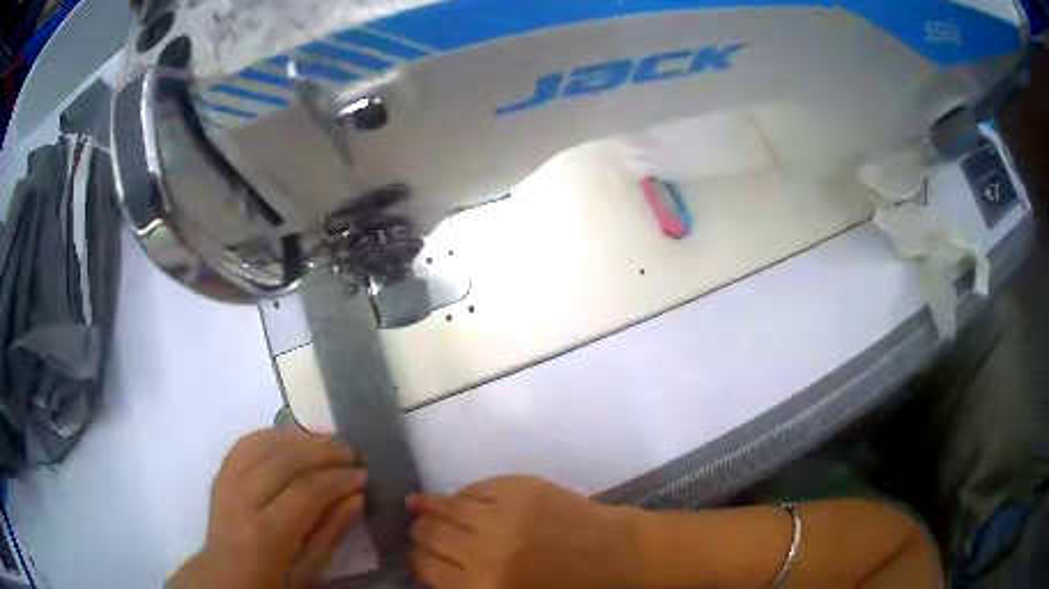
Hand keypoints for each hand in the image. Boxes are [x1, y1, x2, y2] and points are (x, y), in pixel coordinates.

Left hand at [167, 428, 366, 588]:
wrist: (225, 578)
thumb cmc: (273, 584)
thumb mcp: (308, 572)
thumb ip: (330, 533)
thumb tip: (357, 497)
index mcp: (265, 535)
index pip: (306, 492)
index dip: (339, 479)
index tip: (365, 475)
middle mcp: (240, 500)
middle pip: (284, 460)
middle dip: (324, 452)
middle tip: (353, 453)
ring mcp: (225, 482)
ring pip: (264, 444)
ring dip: (300, 438)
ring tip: (329, 442)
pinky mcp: (220, 474)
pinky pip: (246, 443)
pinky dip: (273, 435)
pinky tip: (294, 438)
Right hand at [407, 475, 640, 588]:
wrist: (619, 557)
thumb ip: (467, 586)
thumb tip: (432, 567)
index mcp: (483, 587)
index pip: (426, 567)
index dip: (416, 559)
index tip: (416, 554)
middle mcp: (485, 552)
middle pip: (431, 535)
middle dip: (420, 532)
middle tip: (417, 529)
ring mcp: (504, 515)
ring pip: (448, 506)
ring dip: (431, 507)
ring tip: (421, 505)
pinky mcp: (523, 488)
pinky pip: (477, 487)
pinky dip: (464, 493)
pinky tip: (459, 497)